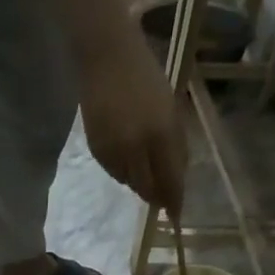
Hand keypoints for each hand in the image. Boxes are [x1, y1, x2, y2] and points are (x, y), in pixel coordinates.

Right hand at [77, 32, 187, 215]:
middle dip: (156, 196)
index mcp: (161, 133)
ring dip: (140, 181)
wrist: (105, 57)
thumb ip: (175, 144)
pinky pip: (115, 173)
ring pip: (130, 183)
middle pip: (147, 189)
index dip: (173, 200)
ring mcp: (114, 152)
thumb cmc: (144, 74)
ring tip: (144, 165)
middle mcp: (136, 148)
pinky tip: (127, 154)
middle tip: (162, 198)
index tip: (176, 217)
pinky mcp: (97, 152)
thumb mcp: (170, 106)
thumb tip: (176, 178)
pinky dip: (125, 171)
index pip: (170, 179)